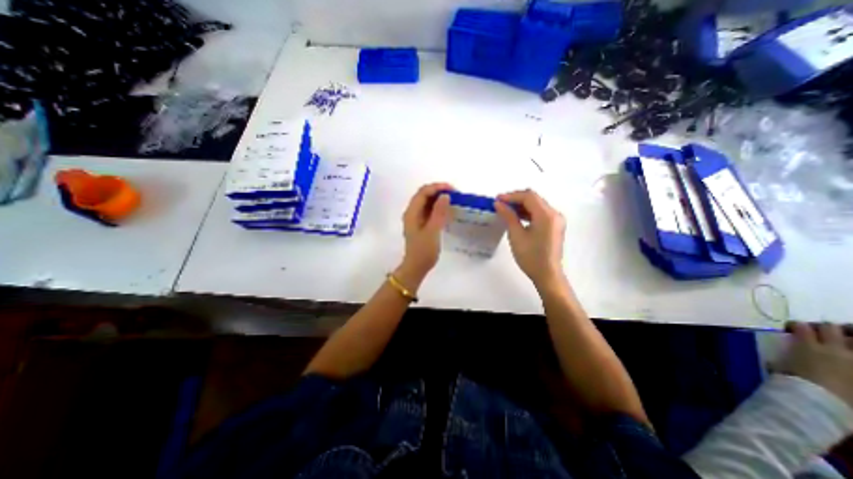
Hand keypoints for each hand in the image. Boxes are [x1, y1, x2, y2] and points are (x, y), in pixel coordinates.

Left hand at [398, 181, 452, 286]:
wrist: (416, 267)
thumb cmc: (424, 250)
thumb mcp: (433, 231)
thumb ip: (439, 212)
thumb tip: (445, 195)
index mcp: (412, 212)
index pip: (423, 192)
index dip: (437, 187)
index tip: (453, 190)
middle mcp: (412, 212)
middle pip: (424, 195)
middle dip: (439, 191)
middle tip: (455, 194)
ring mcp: (415, 218)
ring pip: (427, 202)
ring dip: (439, 199)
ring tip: (453, 200)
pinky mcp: (420, 224)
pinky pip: (429, 210)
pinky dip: (438, 207)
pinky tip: (447, 210)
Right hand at [493, 188, 564, 289]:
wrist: (547, 275)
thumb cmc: (531, 256)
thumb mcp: (516, 235)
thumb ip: (508, 216)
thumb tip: (498, 204)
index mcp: (547, 215)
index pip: (529, 196)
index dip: (512, 196)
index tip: (497, 199)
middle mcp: (554, 214)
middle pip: (534, 199)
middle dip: (516, 199)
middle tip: (500, 203)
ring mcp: (556, 220)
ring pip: (537, 205)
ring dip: (521, 205)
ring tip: (505, 210)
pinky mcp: (554, 226)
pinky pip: (540, 213)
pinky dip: (528, 212)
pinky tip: (516, 217)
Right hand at [778, 323, 852, 408]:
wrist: (819, 402)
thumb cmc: (794, 383)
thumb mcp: (780, 366)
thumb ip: (785, 356)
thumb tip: (785, 354)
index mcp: (806, 345)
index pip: (800, 326)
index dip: (795, 326)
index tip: (791, 330)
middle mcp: (832, 348)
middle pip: (830, 328)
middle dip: (825, 328)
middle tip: (820, 332)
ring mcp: (852, 360)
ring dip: (848, 338)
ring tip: (843, 340)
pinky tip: (849, 355)